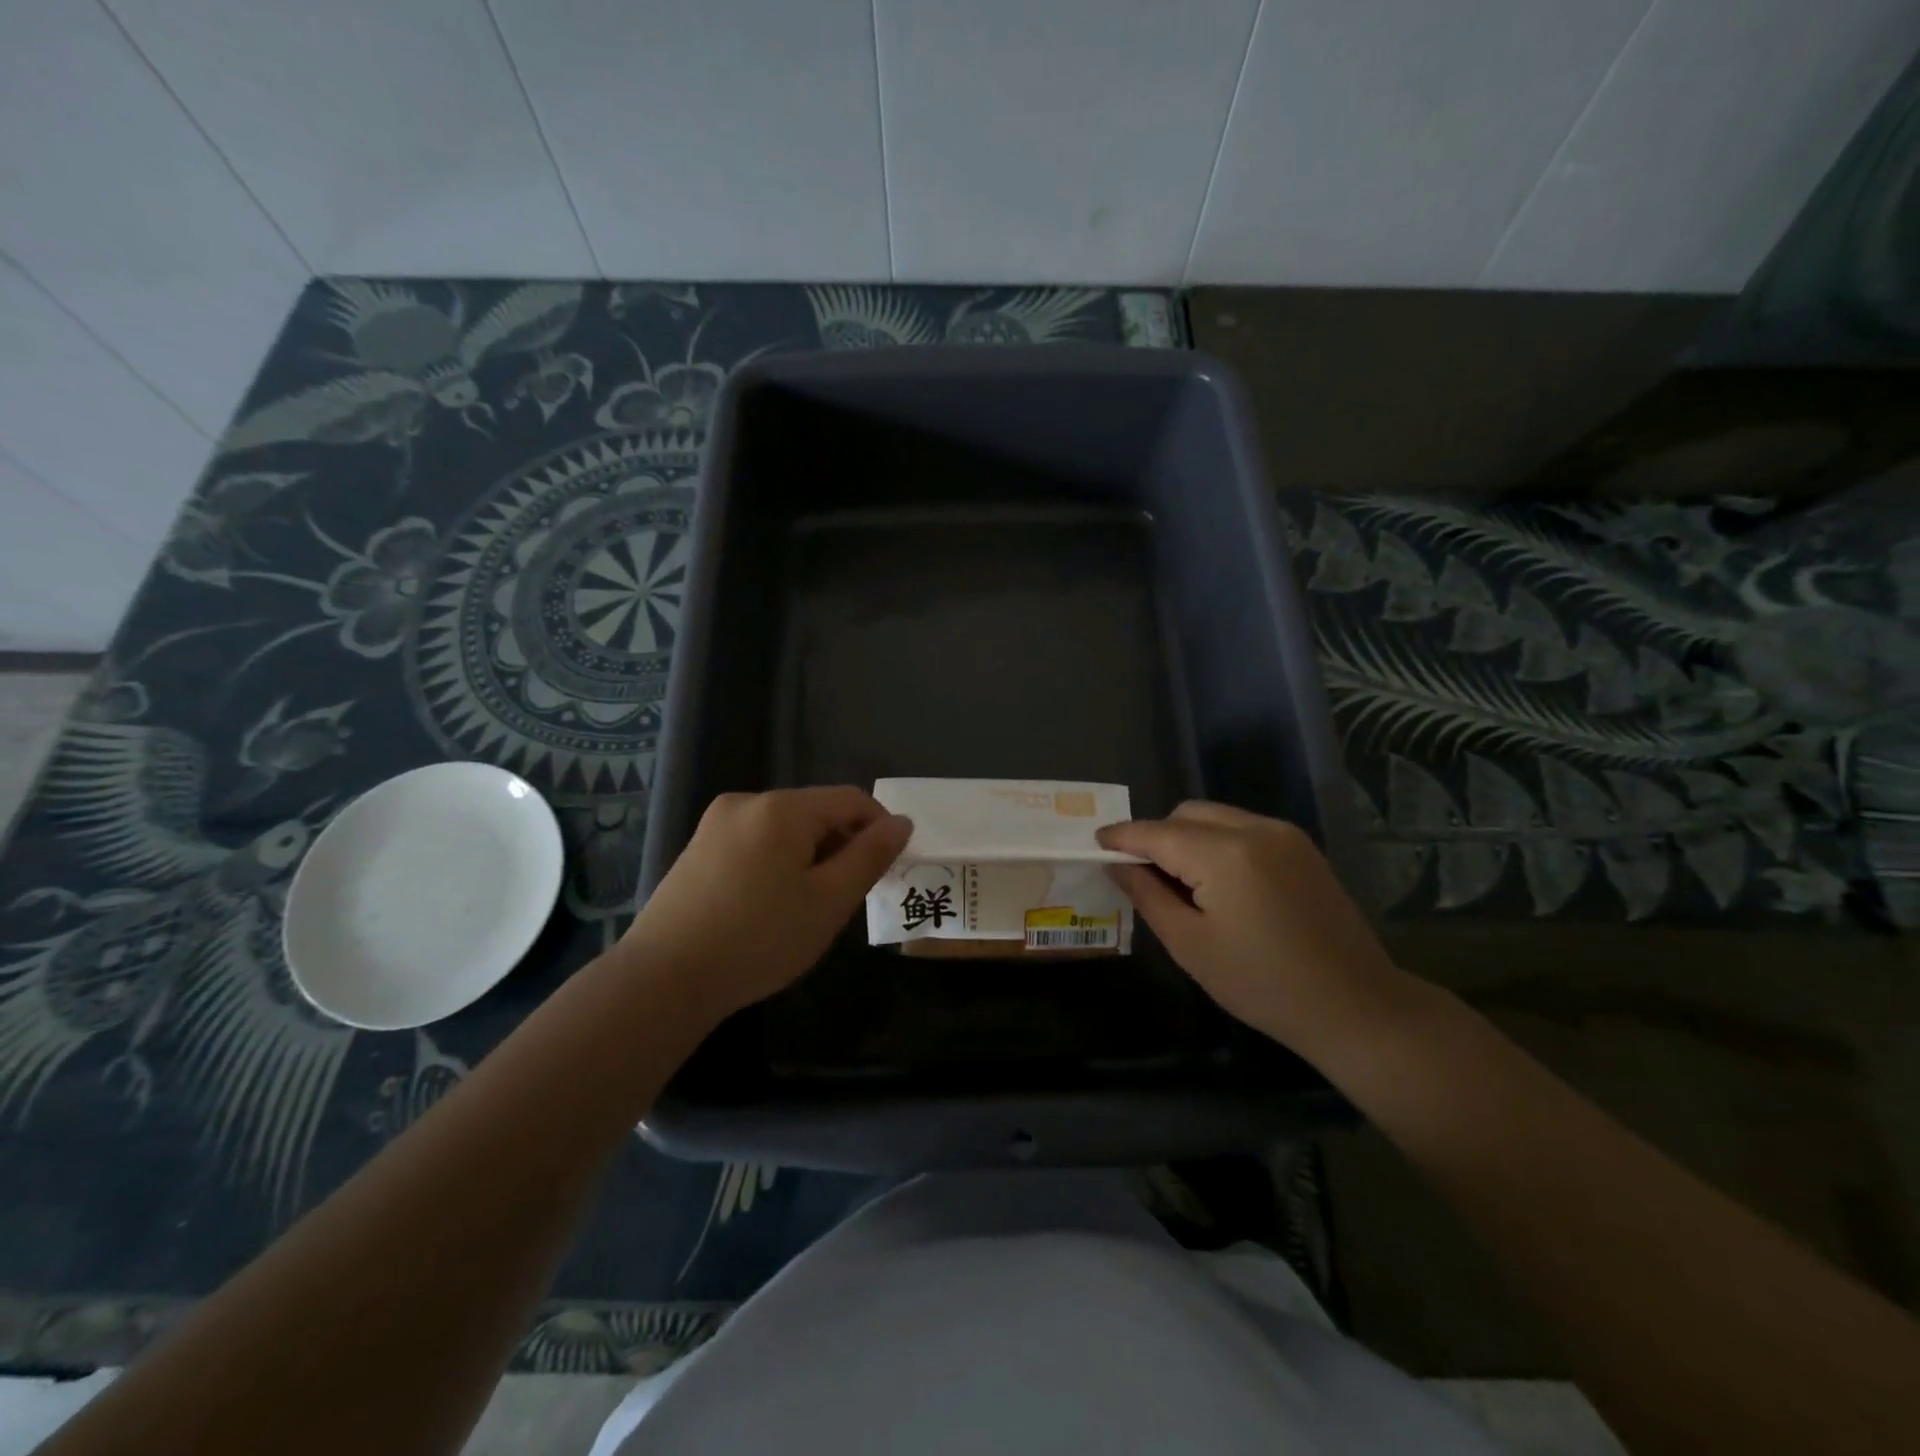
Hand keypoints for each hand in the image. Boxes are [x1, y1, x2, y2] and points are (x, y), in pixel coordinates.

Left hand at [623, 787, 910, 1020]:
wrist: (664, 979)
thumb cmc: (759, 939)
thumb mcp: (829, 901)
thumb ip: (870, 856)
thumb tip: (901, 822)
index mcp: (782, 808)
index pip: (851, 799)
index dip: (879, 828)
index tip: (887, 870)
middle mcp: (748, 802)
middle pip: (816, 811)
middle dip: (842, 845)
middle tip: (846, 897)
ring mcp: (716, 824)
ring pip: (786, 829)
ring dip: (811, 856)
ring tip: (808, 907)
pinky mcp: (698, 848)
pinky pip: (756, 842)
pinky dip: (778, 863)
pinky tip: (770, 905)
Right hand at [1099, 802, 1410, 1059]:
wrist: (1355, 1005)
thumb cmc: (1262, 984)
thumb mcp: (1190, 945)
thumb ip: (1147, 895)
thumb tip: (1116, 864)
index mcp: (1224, 854)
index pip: (1156, 832)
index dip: (1122, 837)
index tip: (1096, 844)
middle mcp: (1254, 828)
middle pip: (1186, 814)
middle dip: (1156, 836)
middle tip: (1142, 875)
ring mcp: (1283, 834)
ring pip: (1215, 817)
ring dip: (1187, 837)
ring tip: (1180, 882)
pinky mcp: (1301, 847)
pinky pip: (1243, 828)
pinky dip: (1217, 842)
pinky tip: (1218, 882)